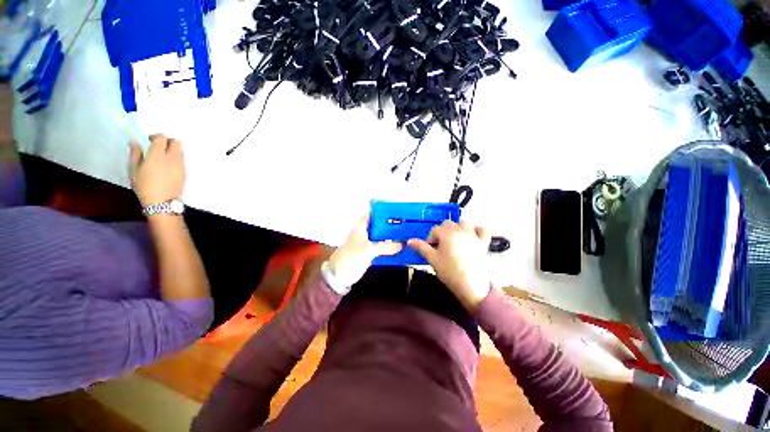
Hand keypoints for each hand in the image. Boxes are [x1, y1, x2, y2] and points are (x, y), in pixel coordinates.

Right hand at [130, 134, 185, 206]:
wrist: (162, 201)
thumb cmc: (144, 185)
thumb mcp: (134, 169)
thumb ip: (135, 153)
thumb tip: (135, 141)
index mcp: (158, 154)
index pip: (162, 138)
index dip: (156, 136)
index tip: (149, 141)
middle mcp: (172, 157)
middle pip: (176, 142)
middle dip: (167, 141)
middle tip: (157, 147)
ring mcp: (181, 165)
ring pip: (180, 150)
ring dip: (172, 149)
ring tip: (162, 157)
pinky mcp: (185, 172)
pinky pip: (182, 160)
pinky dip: (176, 158)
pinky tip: (167, 166)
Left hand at [327, 215, 402, 288]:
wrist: (338, 276)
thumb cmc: (351, 258)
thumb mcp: (369, 250)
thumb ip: (386, 247)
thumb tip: (401, 245)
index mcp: (360, 228)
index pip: (371, 214)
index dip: (382, 211)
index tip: (394, 210)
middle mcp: (362, 234)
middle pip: (377, 226)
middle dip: (389, 225)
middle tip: (403, 224)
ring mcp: (364, 244)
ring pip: (379, 238)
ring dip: (388, 237)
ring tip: (403, 235)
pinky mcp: (366, 254)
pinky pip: (379, 248)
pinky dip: (386, 248)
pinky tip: (396, 249)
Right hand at [408, 221, 491, 311]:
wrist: (472, 287)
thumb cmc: (449, 272)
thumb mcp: (432, 259)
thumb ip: (421, 247)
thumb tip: (409, 241)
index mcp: (447, 233)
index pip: (435, 230)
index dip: (430, 239)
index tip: (429, 249)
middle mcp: (460, 230)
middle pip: (448, 224)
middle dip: (442, 232)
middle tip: (440, 246)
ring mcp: (473, 235)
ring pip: (464, 222)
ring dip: (458, 227)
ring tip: (455, 239)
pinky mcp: (483, 242)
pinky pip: (484, 229)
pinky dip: (479, 229)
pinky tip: (474, 234)